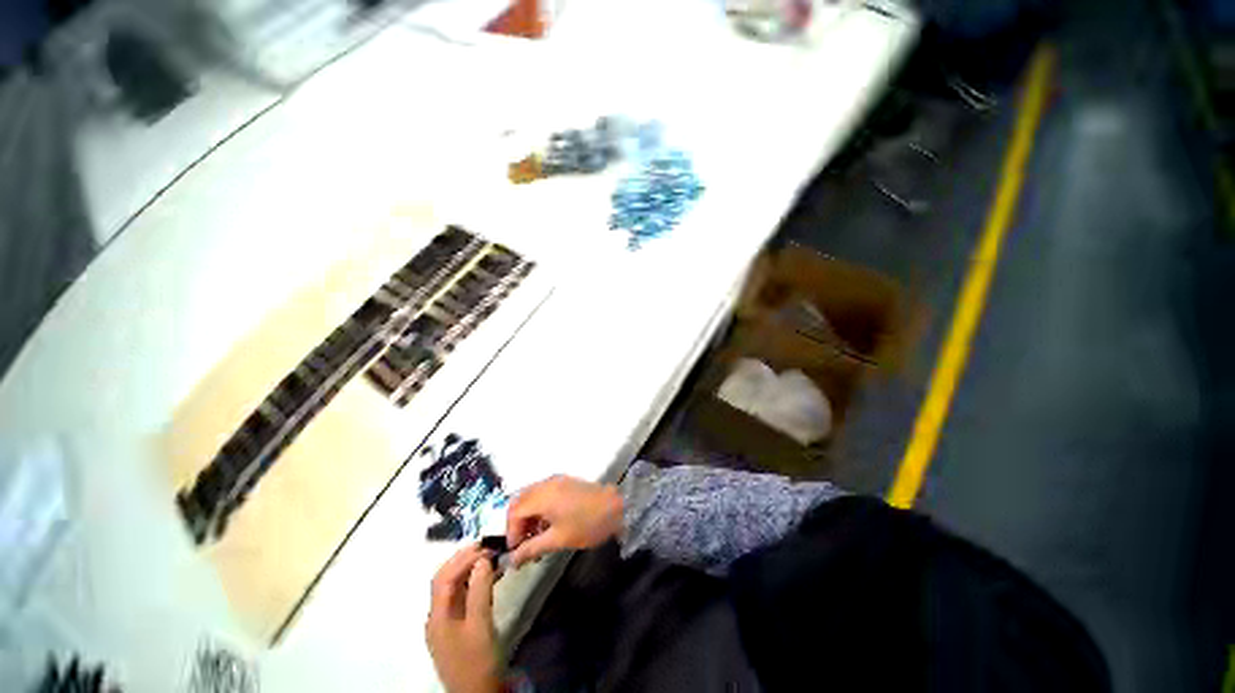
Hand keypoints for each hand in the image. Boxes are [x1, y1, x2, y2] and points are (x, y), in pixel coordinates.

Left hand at [426, 545, 501, 692]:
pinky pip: (463, 596)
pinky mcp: (458, 627)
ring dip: (471, 570)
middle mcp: (438, 616)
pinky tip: (491, 578)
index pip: (444, 577)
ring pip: (455, 587)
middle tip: (489, 548)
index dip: (463, 558)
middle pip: (446, 580)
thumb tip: (483, 560)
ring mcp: (447, 622)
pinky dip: (475, 583)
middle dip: (465, 560)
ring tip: (493, 559)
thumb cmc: (477, 661)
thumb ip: (480, 591)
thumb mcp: (480, 626)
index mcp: (437, 616)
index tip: (485, 546)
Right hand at [505, 475, 622, 567]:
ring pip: (531, 496)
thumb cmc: (587, 524)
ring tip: (536, 538)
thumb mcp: (559, 540)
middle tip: (524, 545)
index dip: (511, 532)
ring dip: (528, 516)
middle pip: (520, 501)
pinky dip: (539, 508)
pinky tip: (547, 525)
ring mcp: (556, 480)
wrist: (616, 507)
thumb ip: (533, 548)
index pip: (514, 511)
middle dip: (518, 523)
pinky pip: (543, 493)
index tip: (517, 551)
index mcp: (543, 496)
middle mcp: (546, 483)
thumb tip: (513, 560)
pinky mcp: (565, 482)